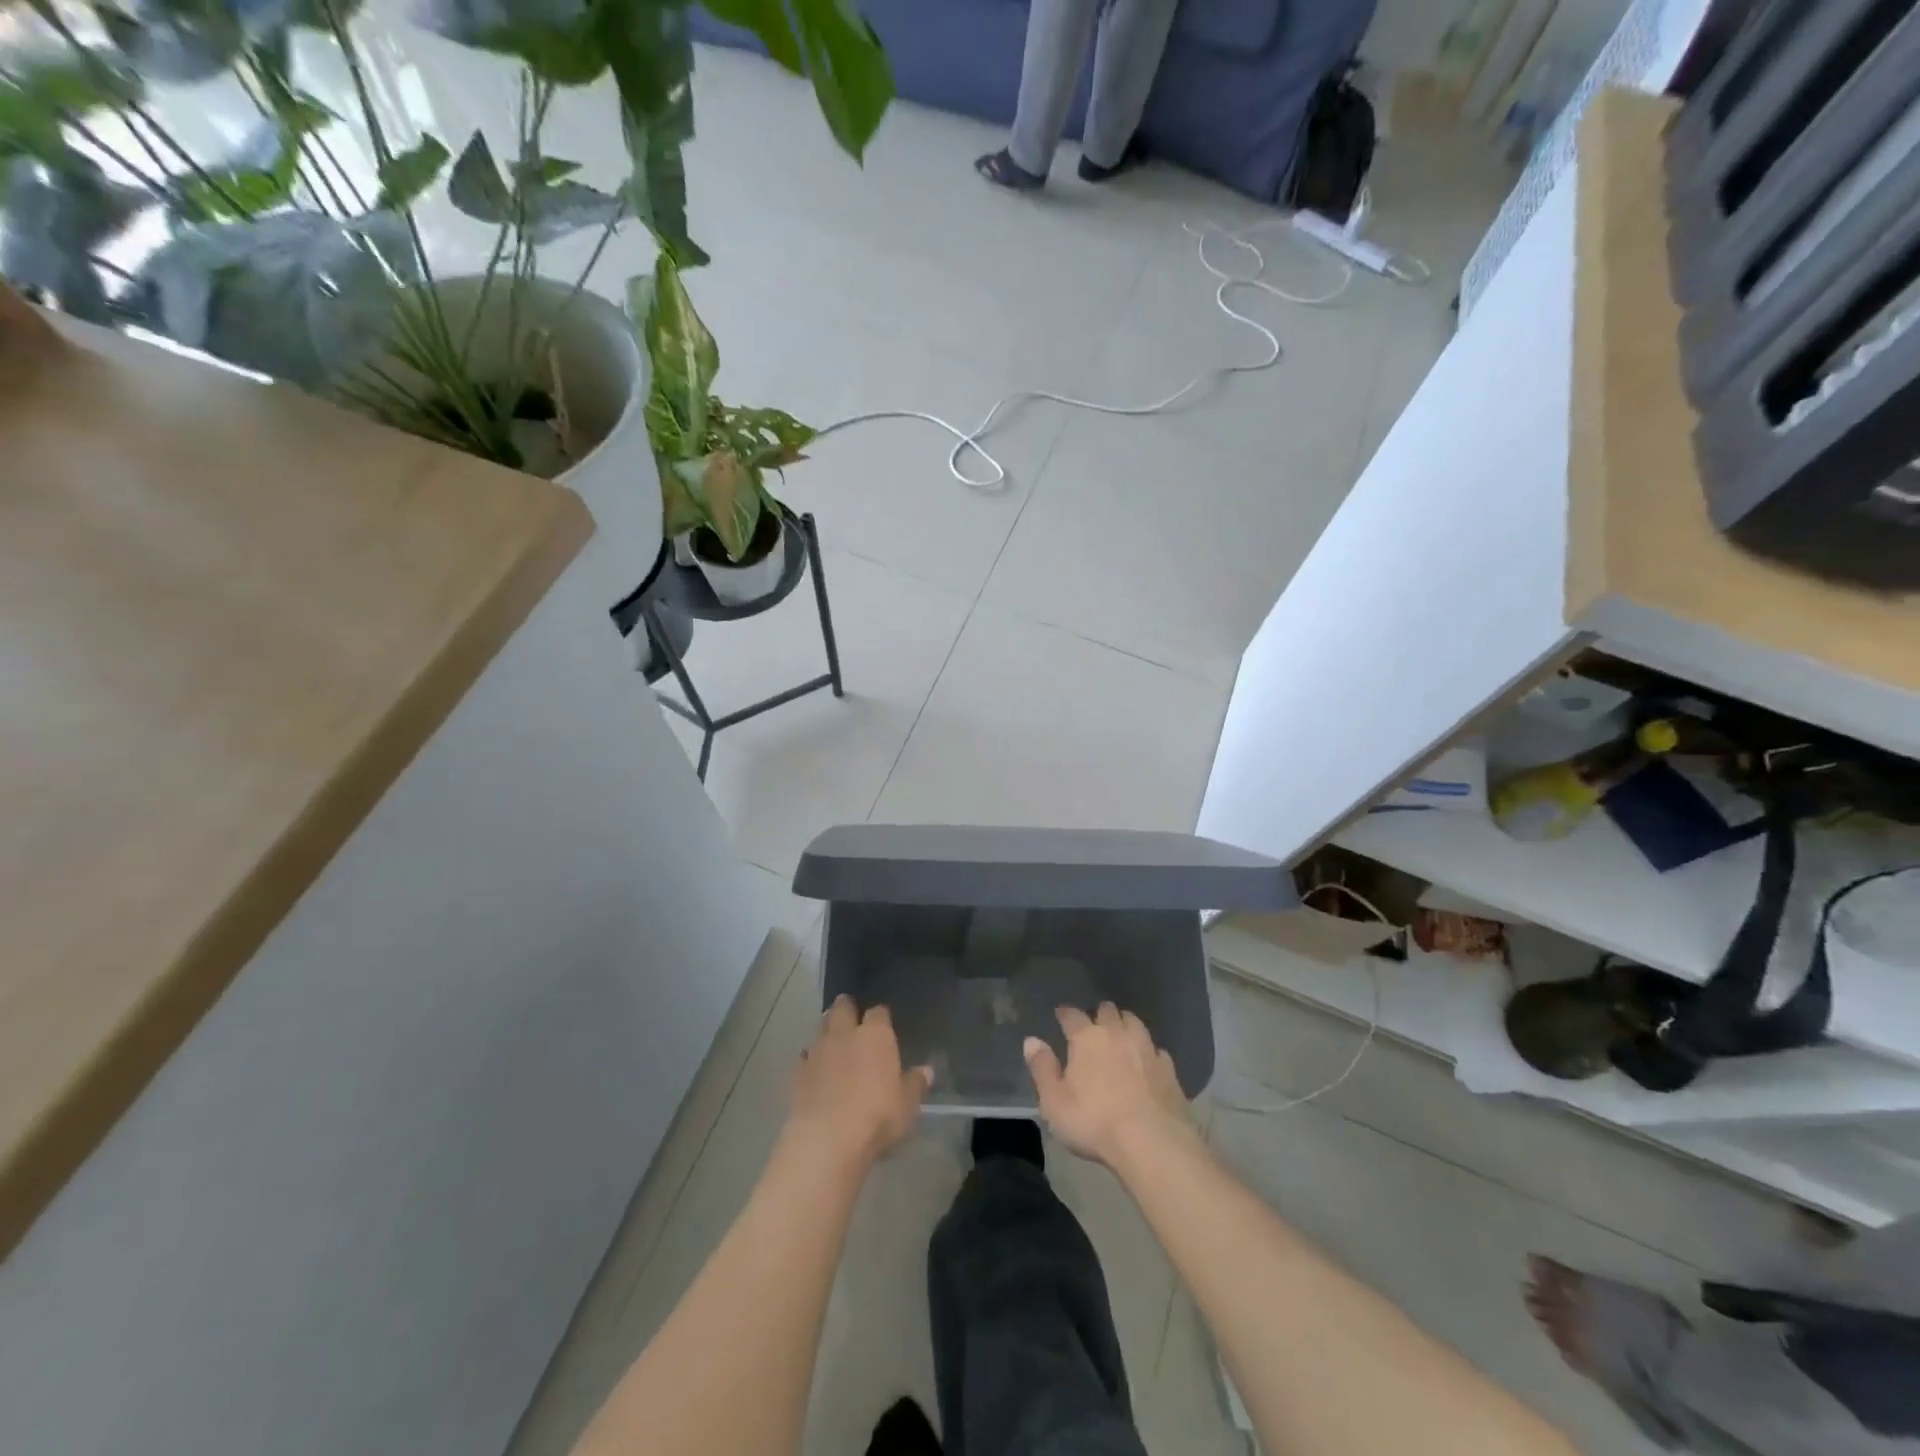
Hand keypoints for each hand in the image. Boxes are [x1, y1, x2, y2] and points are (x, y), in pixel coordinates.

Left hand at [786, 996, 931, 1170]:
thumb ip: (915, 1084)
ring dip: (827, 1032)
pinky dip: (810, 1059)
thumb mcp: (907, 1105)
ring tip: (834, 1043)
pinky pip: (804, 1057)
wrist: (827, 1140)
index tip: (884, 1024)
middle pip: (842, 1007)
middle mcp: (845, 1033)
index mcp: (875, 1035)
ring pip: (820, 1028)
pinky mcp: (796, 1073)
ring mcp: (817, 1051)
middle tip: (852, 1017)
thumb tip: (926, 1071)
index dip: (881, 1017)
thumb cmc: (877, 1117)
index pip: (879, 1012)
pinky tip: (815, 1071)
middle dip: (847, 1008)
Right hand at [1024, 1002, 1192, 1169]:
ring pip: (1134, 1022)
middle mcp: (1117, 1034)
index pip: (1072, 1015)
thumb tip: (1031, 1040)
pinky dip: (1148, 1051)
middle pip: (1107, 1011)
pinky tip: (1147, 1062)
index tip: (1061, 1014)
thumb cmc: (1094, 1122)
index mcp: (1087, 1038)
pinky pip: (1156, 1049)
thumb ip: (1042, 1068)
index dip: (1065, 1013)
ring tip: (1120, 1034)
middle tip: (1094, 1025)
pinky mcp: (1169, 1069)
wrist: (1153, 1143)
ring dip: (1125, 1024)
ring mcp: (1146, 1048)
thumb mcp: (1054, 1101)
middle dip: (1099, 1014)